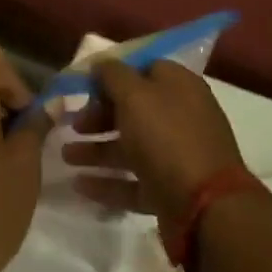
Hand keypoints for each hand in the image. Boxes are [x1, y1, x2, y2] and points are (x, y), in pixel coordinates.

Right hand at [60, 59, 243, 224]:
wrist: (205, 207)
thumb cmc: (166, 138)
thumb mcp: (134, 95)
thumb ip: (113, 75)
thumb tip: (101, 64)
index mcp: (178, 86)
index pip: (142, 70)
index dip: (112, 76)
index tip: (85, 88)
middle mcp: (180, 117)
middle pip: (133, 110)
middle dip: (98, 116)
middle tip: (74, 125)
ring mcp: (176, 156)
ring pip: (130, 147)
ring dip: (96, 149)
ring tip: (66, 156)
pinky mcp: (170, 190)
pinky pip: (133, 181)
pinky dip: (107, 182)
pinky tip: (80, 185)